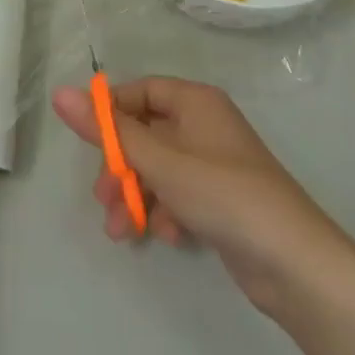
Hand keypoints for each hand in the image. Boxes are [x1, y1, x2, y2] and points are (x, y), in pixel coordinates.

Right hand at [52, 76, 344, 311]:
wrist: (293, 263)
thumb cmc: (223, 194)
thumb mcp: (160, 161)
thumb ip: (109, 131)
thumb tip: (60, 93)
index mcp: (195, 101)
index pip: (141, 91)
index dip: (111, 113)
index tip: (87, 143)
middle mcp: (204, 125)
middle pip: (146, 133)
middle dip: (121, 167)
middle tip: (103, 199)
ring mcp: (214, 164)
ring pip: (159, 169)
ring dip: (136, 195)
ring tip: (123, 231)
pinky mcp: (220, 199)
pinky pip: (178, 194)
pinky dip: (165, 211)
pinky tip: (167, 236)